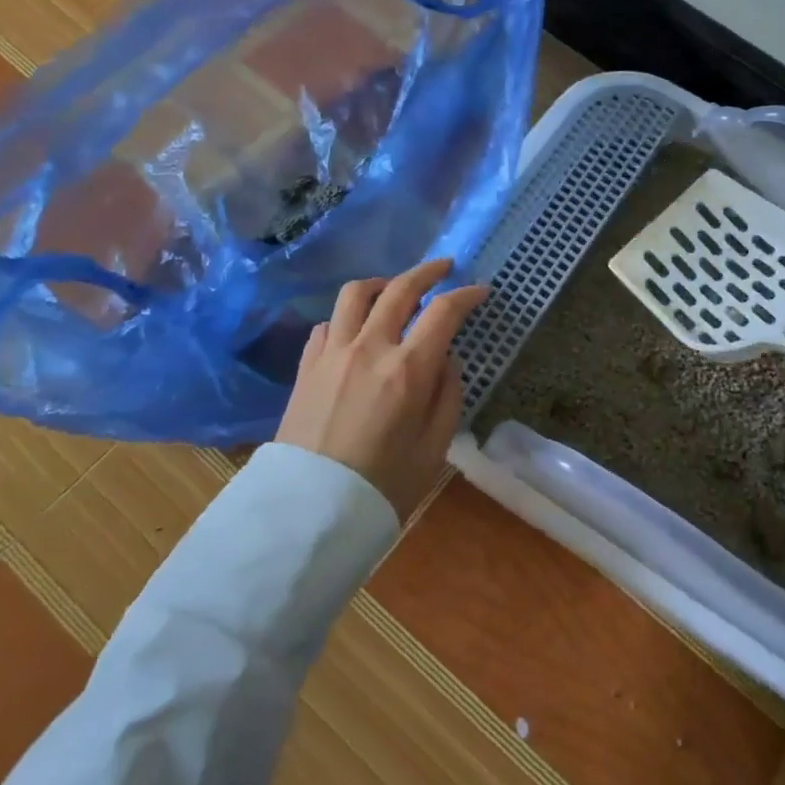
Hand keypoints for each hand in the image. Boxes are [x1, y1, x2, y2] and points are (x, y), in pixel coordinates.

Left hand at [275, 259, 488, 520]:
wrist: (308, 515)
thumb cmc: (383, 487)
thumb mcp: (434, 448)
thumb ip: (447, 396)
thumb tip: (446, 360)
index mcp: (408, 370)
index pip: (443, 312)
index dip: (466, 295)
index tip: (479, 291)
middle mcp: (370, 348)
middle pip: (399, 288)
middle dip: (427, 271)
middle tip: (444, 268)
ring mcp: (332, 354)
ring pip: (355, 294)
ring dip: (381, 283)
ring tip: (394, 288)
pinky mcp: (306, 367)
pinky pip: (327, 323)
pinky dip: (347, 317)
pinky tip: (355, 330)